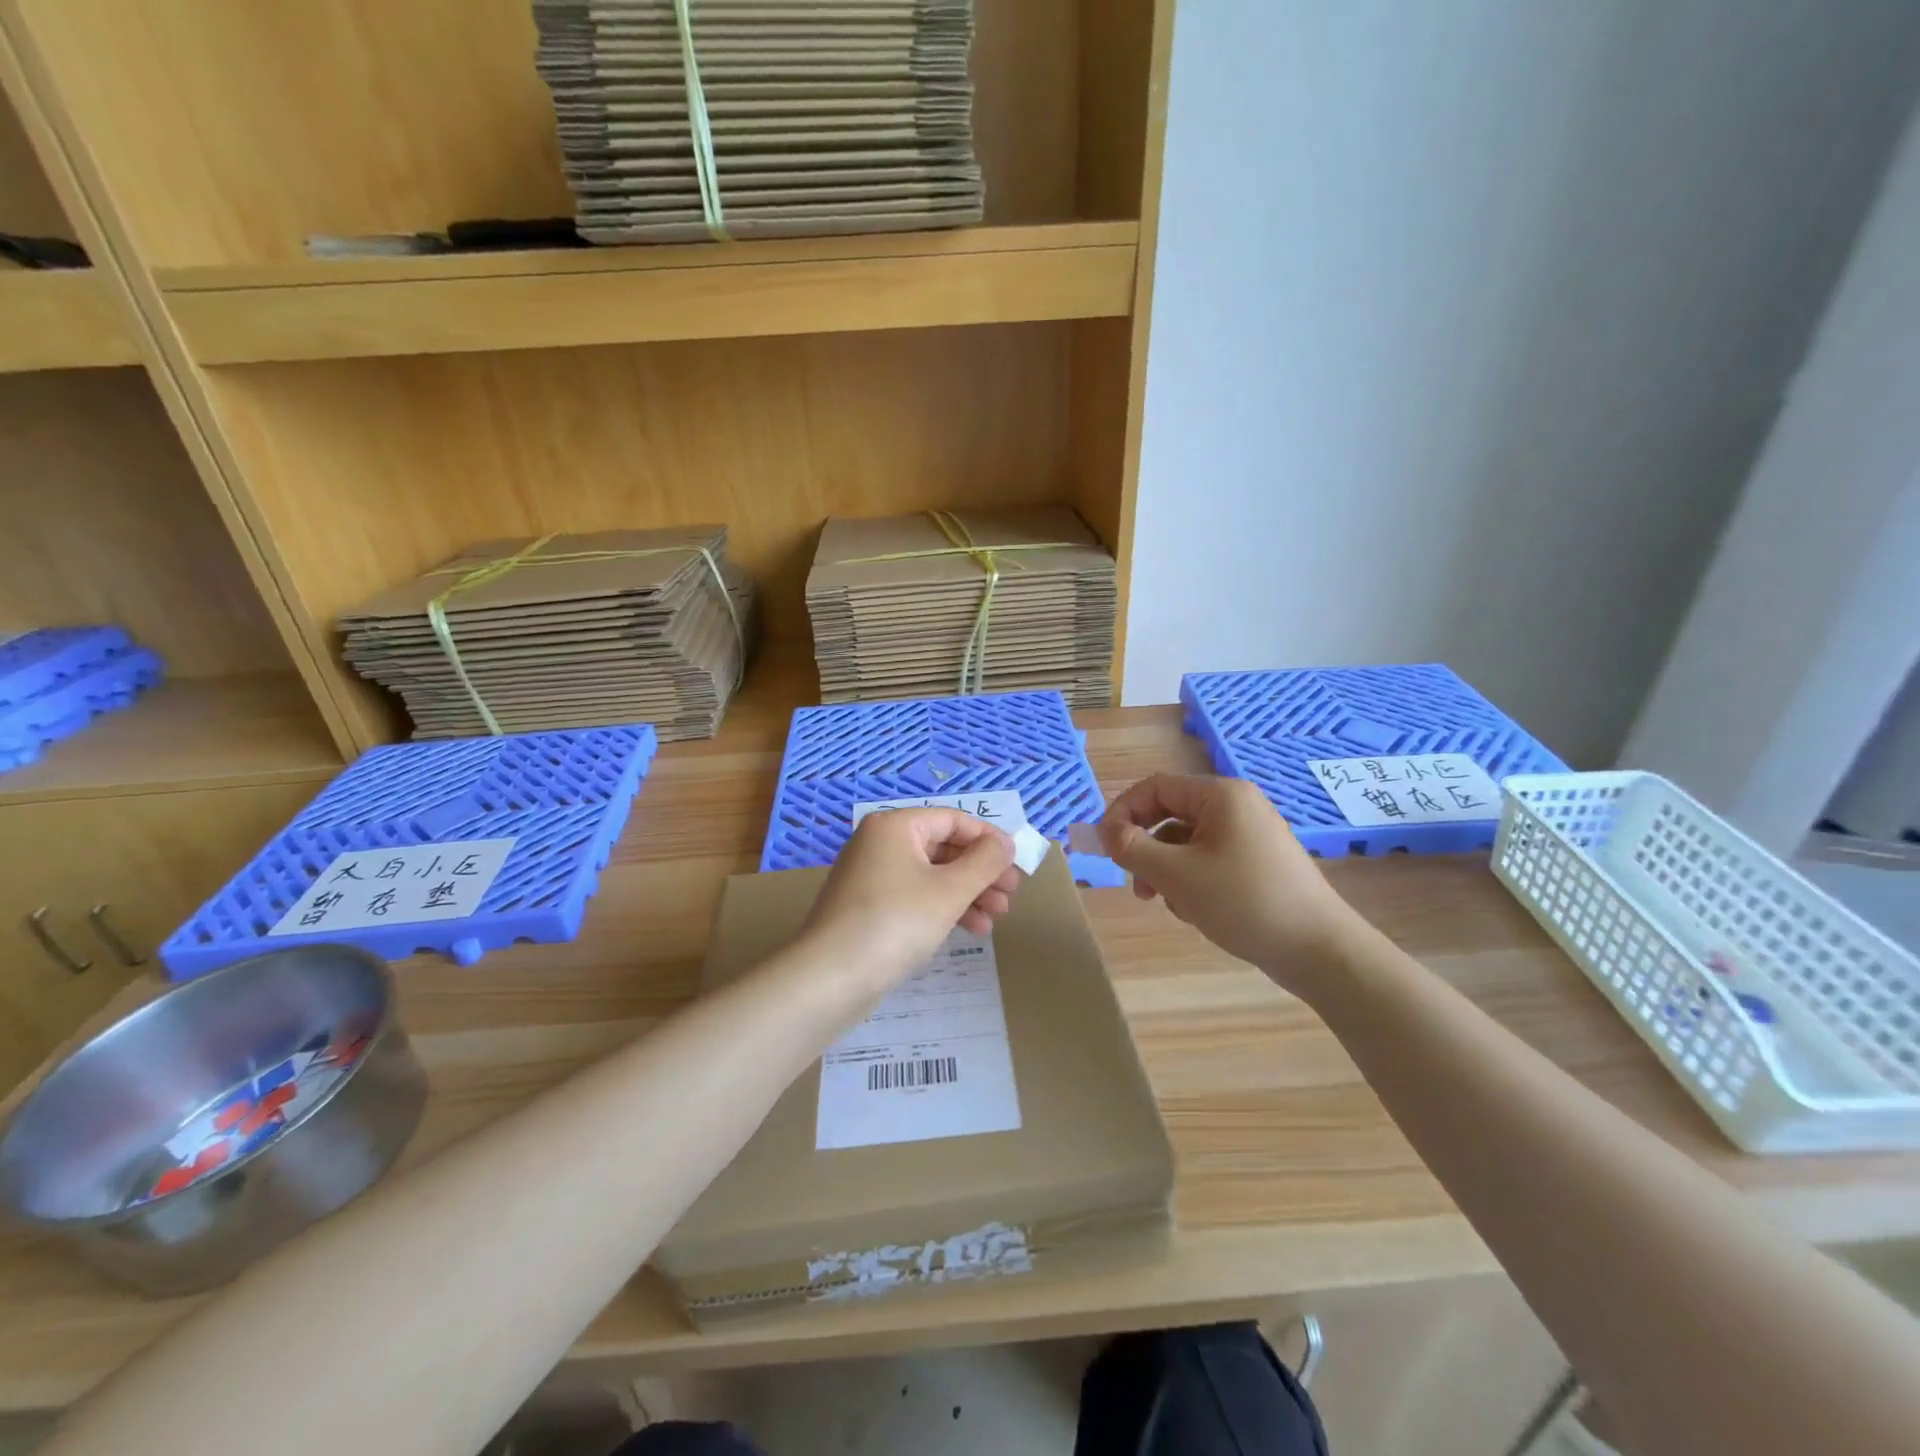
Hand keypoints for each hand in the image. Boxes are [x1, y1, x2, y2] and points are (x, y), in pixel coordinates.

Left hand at [802, 808, 1020, 992]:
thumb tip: (1006, 843)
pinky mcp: (869, 908)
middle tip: (1010, 896)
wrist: (830, 978)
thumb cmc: (895, 923)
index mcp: (895, 827)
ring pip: (932, 875)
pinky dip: (944, 909)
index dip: (989, 840)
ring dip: (968, 894)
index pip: (953, 820)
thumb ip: (984, 863)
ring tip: (996, 918)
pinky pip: (916, 897)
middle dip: (981, 872)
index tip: (1017, 864)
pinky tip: (970, 930)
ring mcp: (872, 876)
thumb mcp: (949, 891)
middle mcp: (880, 843)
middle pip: (944, 848)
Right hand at [1099, 774, 1366, 992]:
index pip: (1154, 788)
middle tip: (1135, 884)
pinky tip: (1197, 912)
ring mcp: (1251, 835)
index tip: (1104, 847)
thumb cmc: (1243, 902)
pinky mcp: (1259, 862)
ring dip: (1167, 871)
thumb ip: (1132, 848)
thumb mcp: (1175, 875)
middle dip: (1146, 850)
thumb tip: (1105, 832)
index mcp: (1220, 795)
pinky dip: (1192, 881)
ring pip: (1187, 842)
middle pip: (1170, 815)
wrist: (1319, 950)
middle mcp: (1237, 806)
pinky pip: (1209, 860)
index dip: (1122, 813)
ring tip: (1171, 905)